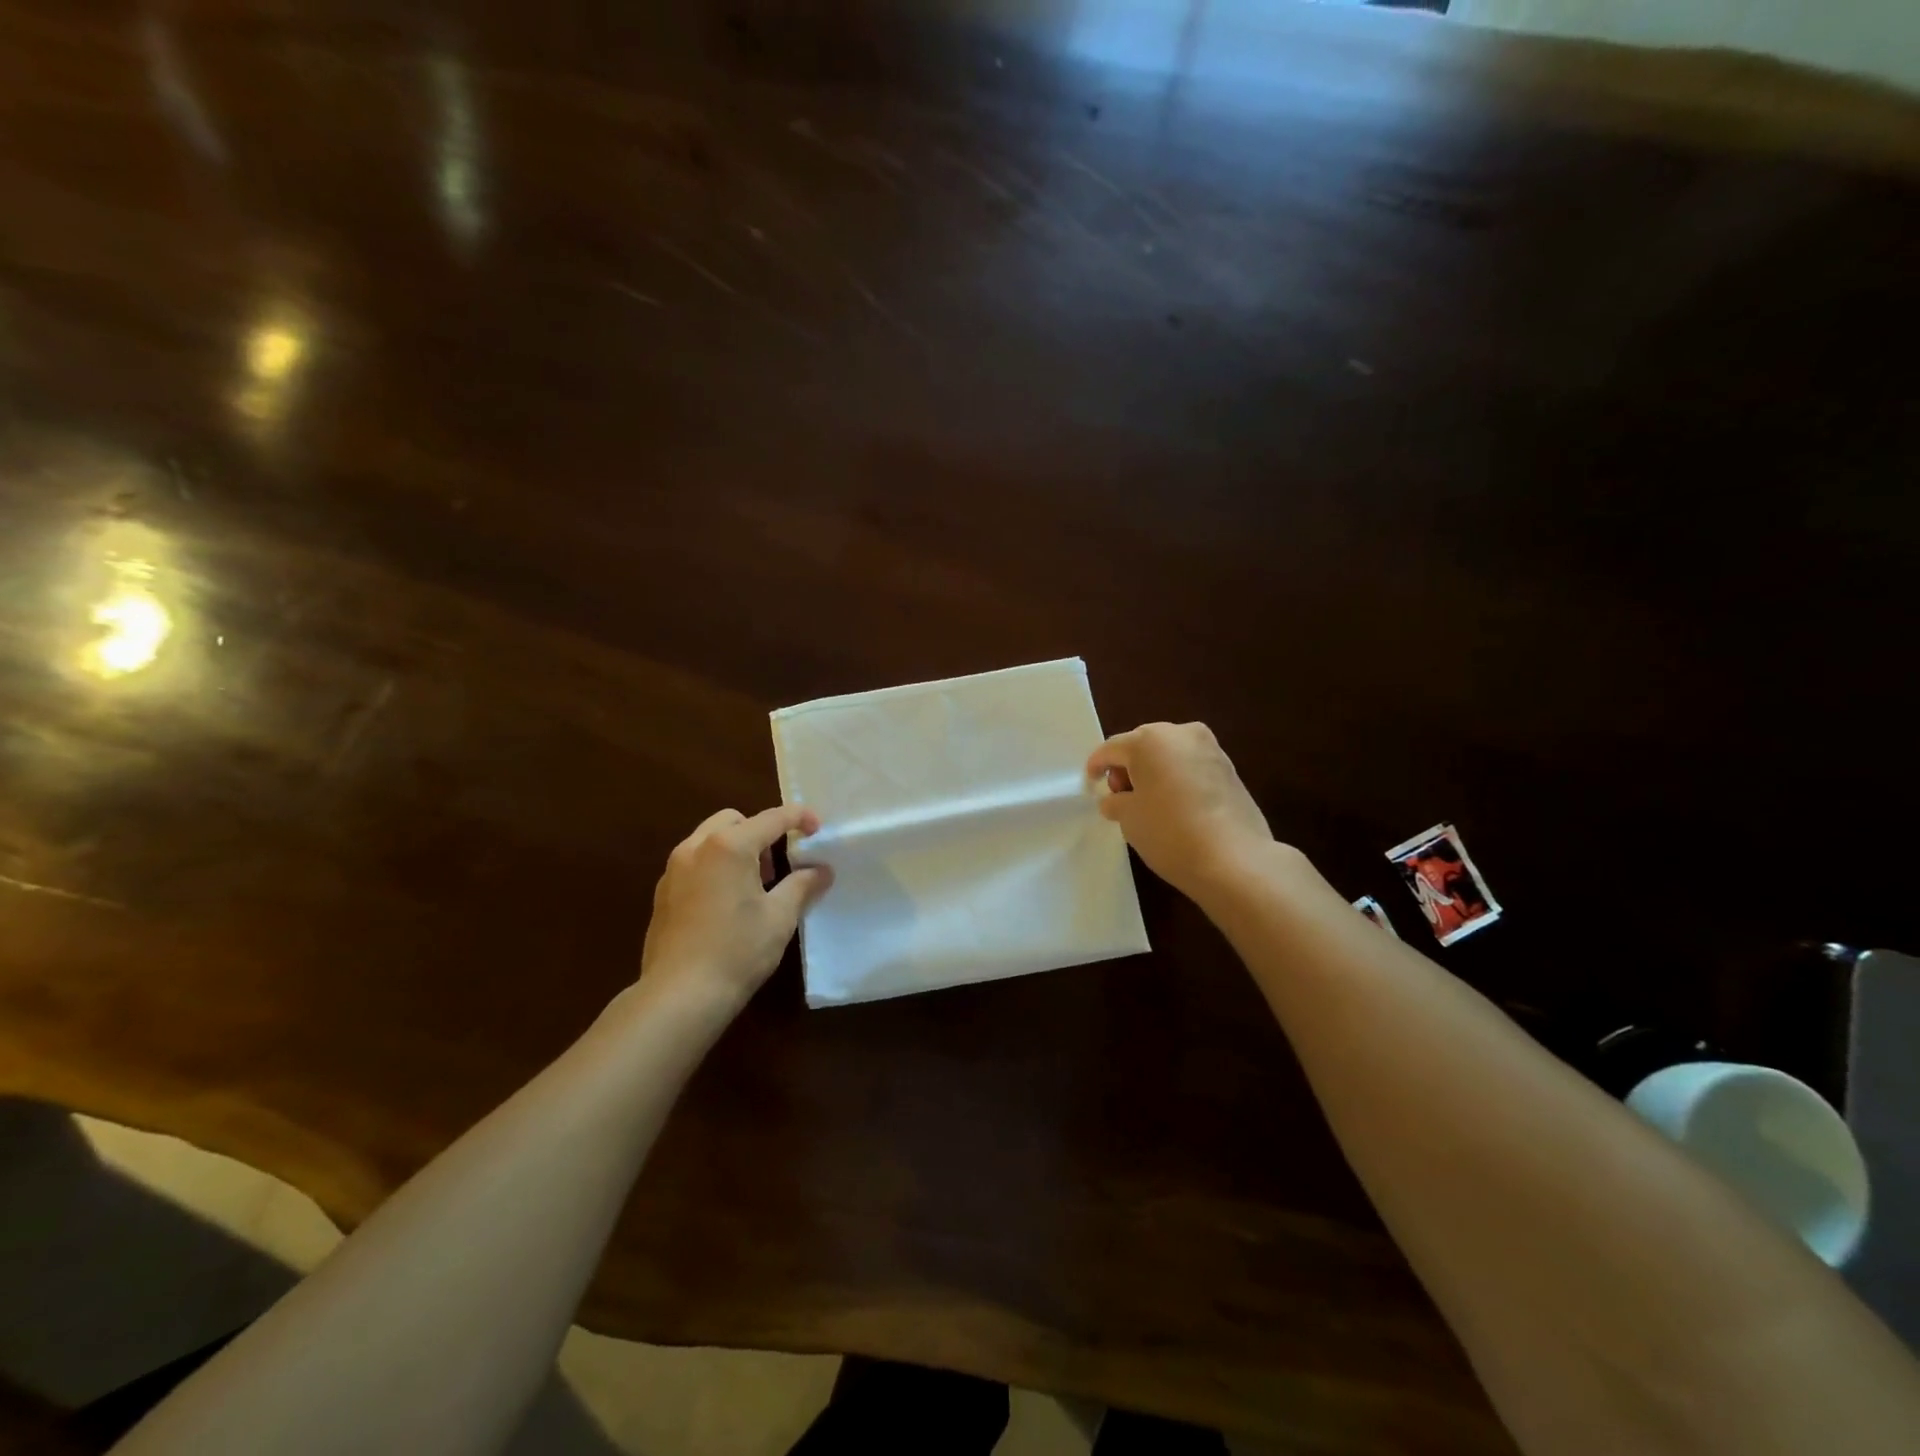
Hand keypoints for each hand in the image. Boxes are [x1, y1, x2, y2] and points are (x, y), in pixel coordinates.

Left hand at [639, 805, 831, 1013]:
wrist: (679, 996)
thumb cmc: (737, 951)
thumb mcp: (780, 917)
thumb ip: (803, 885)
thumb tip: (822, 870)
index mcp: (729, 846)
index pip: (772, 818)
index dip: (799, 817)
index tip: (817, 829)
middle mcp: (696, 848)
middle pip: (734, 820)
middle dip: (761, 832)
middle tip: (778, 866)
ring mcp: (673, 870)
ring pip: (709, 840)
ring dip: (736, 849)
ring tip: (754, 887)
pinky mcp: (662, 894)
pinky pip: (694, 863)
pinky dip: (716, 867)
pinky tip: (727, 905)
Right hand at [1088, 722, 1274, 904]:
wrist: (1235, 860)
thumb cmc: (1169, 833)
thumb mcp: (1129, 818)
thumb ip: (1116, 801)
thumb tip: (1116, 799)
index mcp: (1149, 740)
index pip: (1112, 748)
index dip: (1097, 766)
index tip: (1090, 783)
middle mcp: (1181, 734)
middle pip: (1142, 745)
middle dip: (1128, 767)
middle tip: (1121, 796)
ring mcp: (1210, 749)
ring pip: (1169, 753)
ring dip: (1154, 772)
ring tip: (1148, 803)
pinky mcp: (1229, 768)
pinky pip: (1190, 766)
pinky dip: (1177, 779)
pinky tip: (1175, 805)